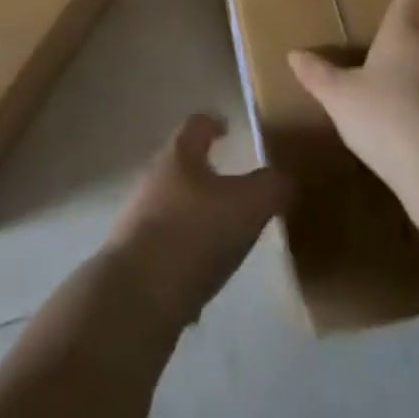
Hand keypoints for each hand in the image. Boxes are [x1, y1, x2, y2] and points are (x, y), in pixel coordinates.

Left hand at [103, 113, 287, 331]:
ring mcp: (139, 217)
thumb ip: (271, 187)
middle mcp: (154, 178)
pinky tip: (202, 280)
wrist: (136, 296)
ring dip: (195, 216)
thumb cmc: (194, 234)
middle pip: (181, 164)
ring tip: (222, 236)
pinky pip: (166, 248)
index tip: (227, 127)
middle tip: (233, 188)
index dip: (213, 123)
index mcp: (179, 154)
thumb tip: (285, 178)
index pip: (196, 124)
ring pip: (173, 206)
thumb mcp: (247, 206)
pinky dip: (185, 256)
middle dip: (206, 173)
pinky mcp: (133, 258)